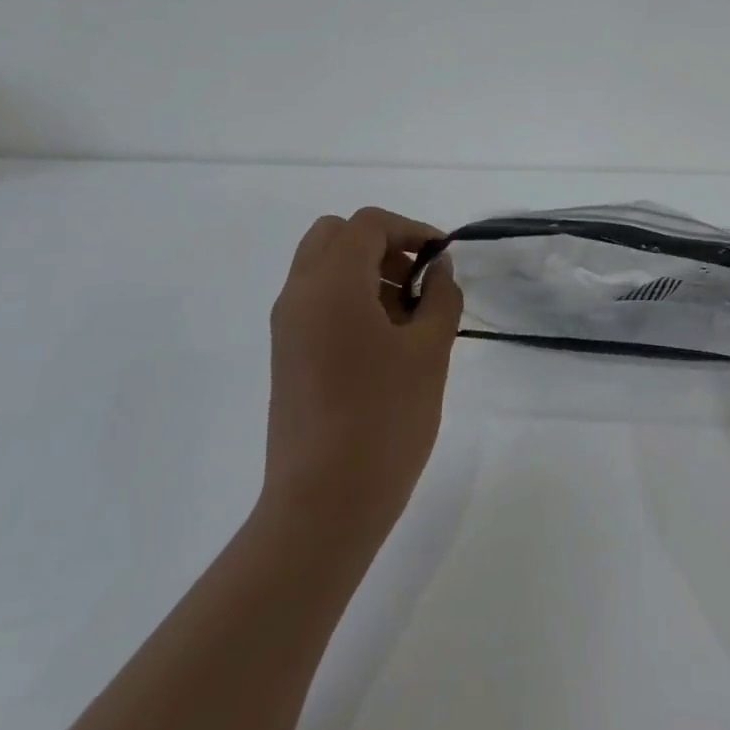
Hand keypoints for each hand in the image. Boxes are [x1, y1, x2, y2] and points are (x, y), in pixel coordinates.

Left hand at [258, 207, 463, 556]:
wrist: (324, 504)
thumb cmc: (384, 420)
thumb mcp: (429, 351)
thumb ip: (440, 297)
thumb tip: (440, 268)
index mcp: (331, 284)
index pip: (367, 224)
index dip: (411, 229)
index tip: (443, 257)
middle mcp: (299, 294)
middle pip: (335, 236)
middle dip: (381, 244)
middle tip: (418, 278)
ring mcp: (287, 327)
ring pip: (323, 268)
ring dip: (365, 270)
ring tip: (409, 315)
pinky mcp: (286, 355)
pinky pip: (316, 301)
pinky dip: (349, 297)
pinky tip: (385, 341)